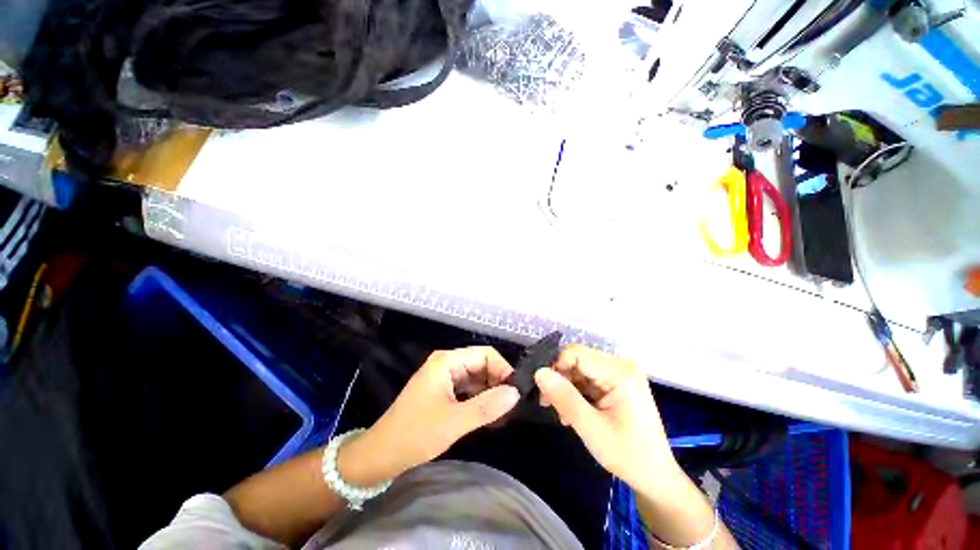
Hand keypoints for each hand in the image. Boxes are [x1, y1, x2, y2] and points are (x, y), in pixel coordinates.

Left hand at [340, 347, 519, 483]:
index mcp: (447, 361)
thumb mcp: (454, 421)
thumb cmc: (415, 433)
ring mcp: (445, 377)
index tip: (516, 392)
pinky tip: (489, 416)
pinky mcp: (443, 391)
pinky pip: (468, 390)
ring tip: (504, 414)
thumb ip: (487, 406)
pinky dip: (480, 401)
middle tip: (512, 407)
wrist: (381, 455)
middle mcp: (447, 363)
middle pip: (482, 364)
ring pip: (477, 378)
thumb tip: (516, 393)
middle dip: (498, 383)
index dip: (503, 369)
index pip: (485, 354)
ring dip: (490, 394)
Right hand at [534, 346, 678, 492]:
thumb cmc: (627, 455)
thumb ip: (565, 398)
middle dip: (560, 380)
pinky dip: (576, 393)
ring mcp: (619, 374)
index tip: (543, 390)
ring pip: (579, 369)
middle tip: (547, 404)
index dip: (555, 366)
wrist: (655, 477)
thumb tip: (539, 372)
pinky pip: (587, 379)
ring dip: (566, 389)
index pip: (576, 353)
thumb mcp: (591, 429)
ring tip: (562, 415)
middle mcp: (620, 365)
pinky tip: (572, 413)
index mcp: (620, 372)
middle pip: (577, 360)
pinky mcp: (616, 383)